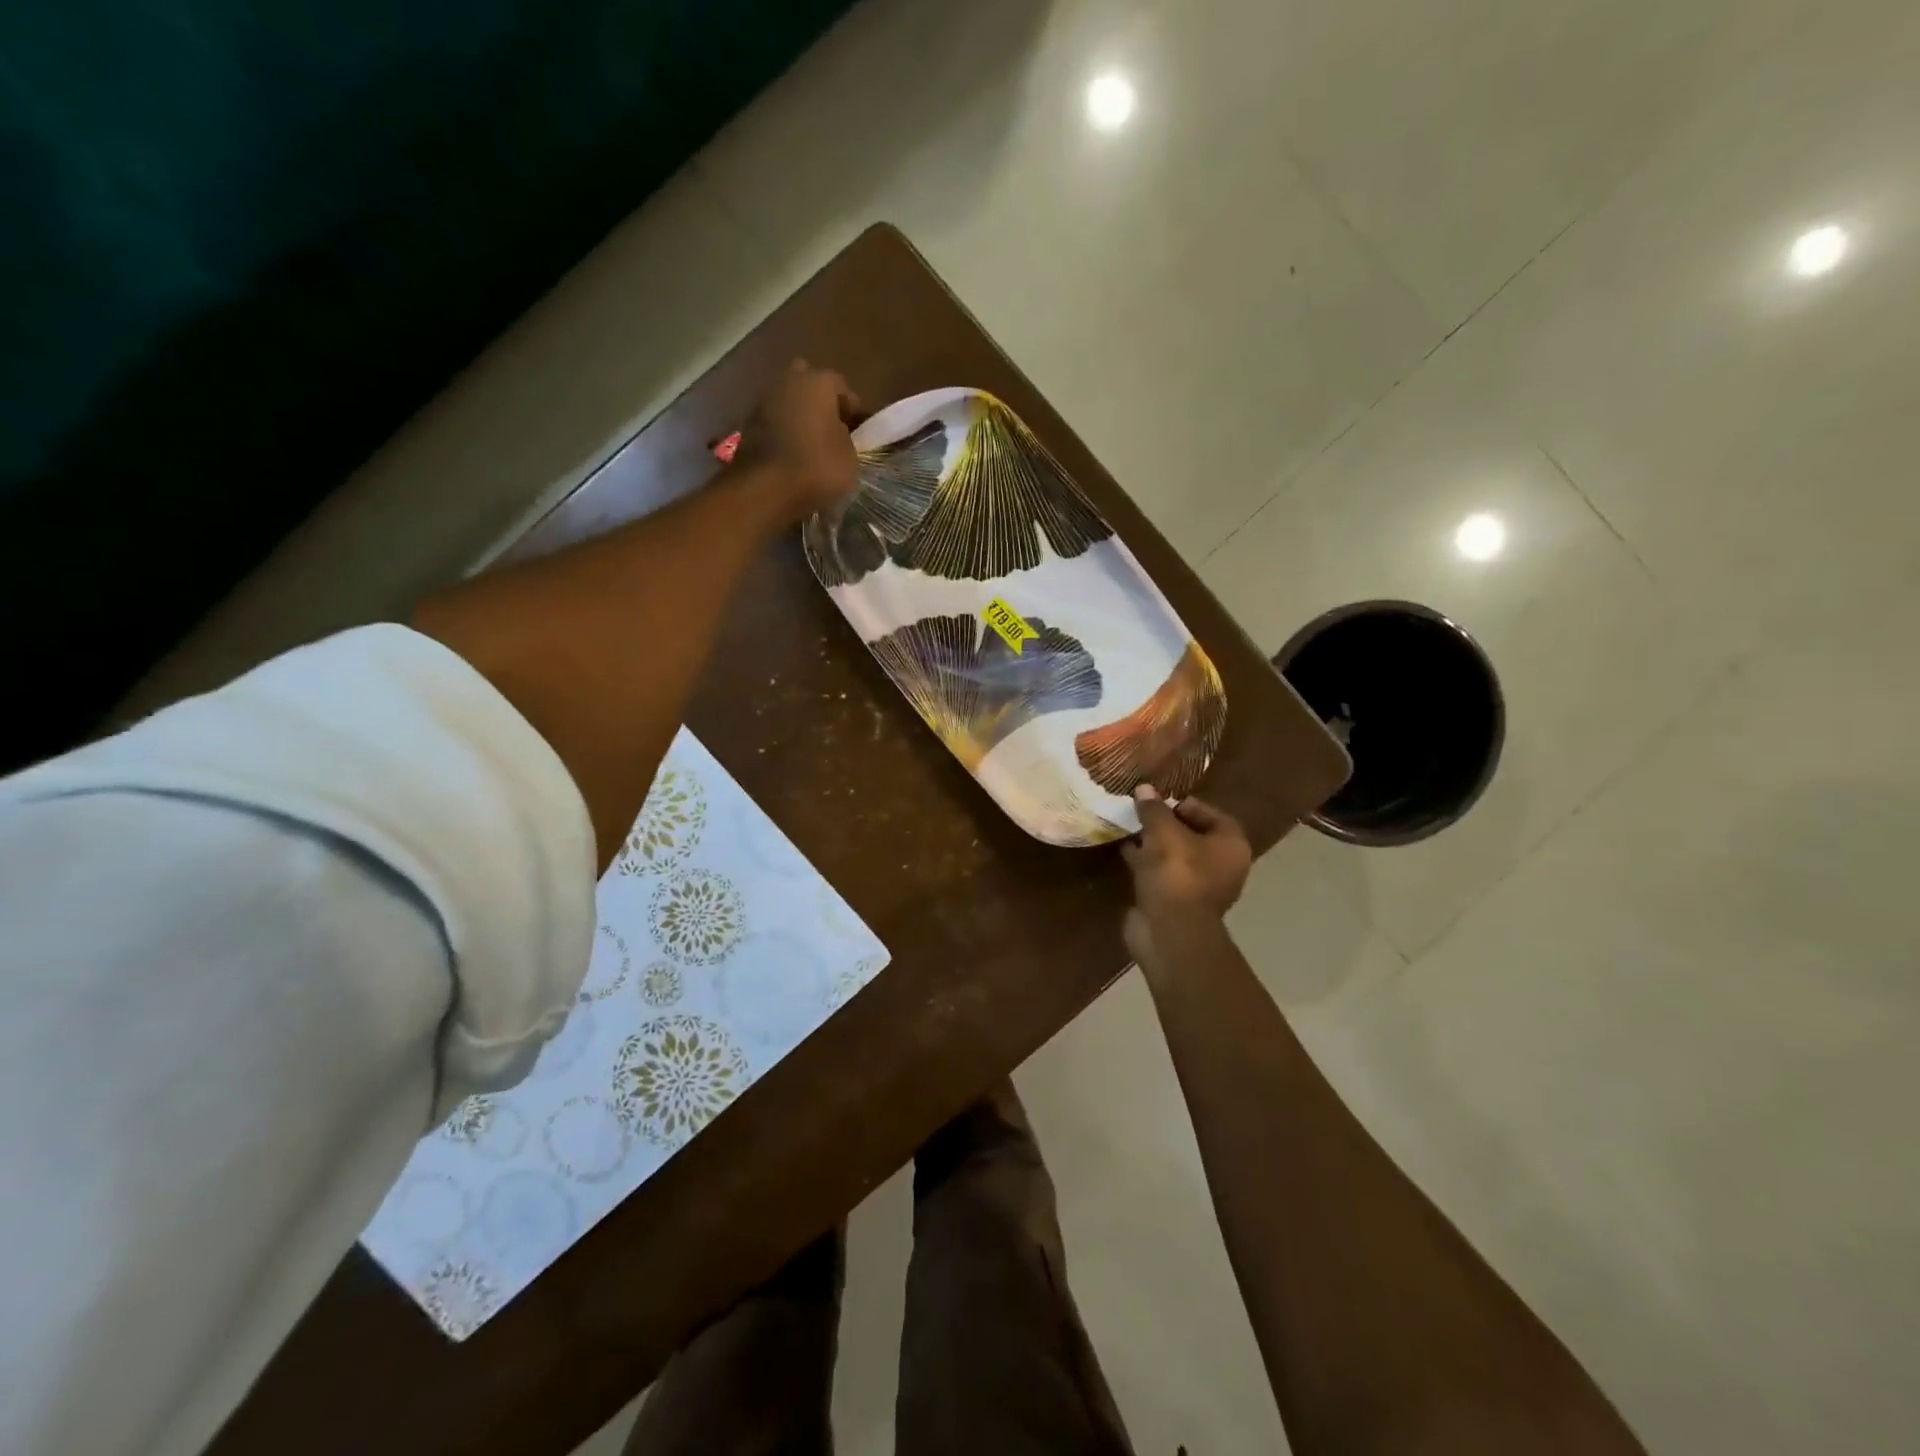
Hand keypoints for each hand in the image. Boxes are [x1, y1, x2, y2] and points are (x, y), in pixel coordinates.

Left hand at [733, 359, 863, 519]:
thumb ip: (848, 439)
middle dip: (822, 406)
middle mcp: (789, 380)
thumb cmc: (817, 468)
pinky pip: (775, 424)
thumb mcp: (851, 458)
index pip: (845, 391)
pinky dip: (784, 435)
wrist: (764, 489)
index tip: (861, 437)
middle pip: (811, 388)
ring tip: (813, 450)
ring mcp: (764, 401)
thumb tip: (839, 436)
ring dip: (801, 421)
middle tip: (833, 434)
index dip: (856, 415)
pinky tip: (793, 458)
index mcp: (819, 381)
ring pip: (790, 404)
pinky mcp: (747, 424)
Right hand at [1121, 786, 1252, 963]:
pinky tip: (1124, 850)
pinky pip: (1161, 873)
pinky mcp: (1176, 902)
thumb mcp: (1163, 832)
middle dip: (1166, 823)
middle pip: (1193, 835)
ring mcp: (1199, 887)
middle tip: (1142, 811)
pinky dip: (1146, 862)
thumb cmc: (1177, 874)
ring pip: (1175, 856)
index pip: (1212, 815)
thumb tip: (1144, 788)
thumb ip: (1153, 809)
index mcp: (1230, 846)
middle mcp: (1222, 866)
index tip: (1160, 800)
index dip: (1186, 804)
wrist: (1169, 931)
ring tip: (1129, 826)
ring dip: (1154, 843)